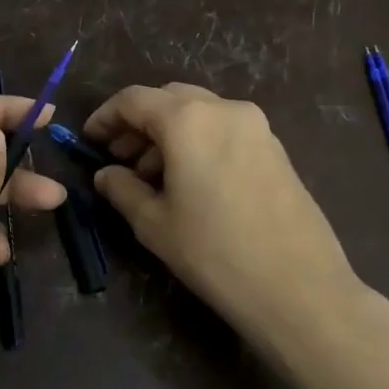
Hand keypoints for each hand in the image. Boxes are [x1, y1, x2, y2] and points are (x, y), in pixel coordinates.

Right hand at [84, 83, 375, 348]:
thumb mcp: (153, 224)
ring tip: (149, 175)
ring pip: (198, 112)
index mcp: (188, 119)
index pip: (134, 99)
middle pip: (168, 99)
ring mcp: (256, 127)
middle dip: (138, 122)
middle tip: (117, 157)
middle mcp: (224, 109)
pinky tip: (188, 181)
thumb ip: (122, 189)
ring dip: (167, 133)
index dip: (105, 116)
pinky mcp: (276, 149)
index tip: (88, 140)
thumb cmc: (215, 253)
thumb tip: (106, 175)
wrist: (300, 289)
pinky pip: (223, 129)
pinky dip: (197, 141)